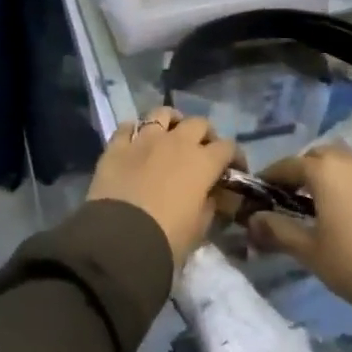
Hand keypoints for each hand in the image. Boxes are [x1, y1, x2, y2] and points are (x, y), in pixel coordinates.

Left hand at [88, 108, 241, 268]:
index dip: (235, 157)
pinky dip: (133, 131)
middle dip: (205, 135)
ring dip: (170, 122)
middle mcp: (176, 142)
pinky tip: (134, 142)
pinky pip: (126, 127)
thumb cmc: (168, 237)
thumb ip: (210, 205)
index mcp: (202, 162)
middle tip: (202, 151)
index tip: (234, 170)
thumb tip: (213, 195)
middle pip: (198, 123)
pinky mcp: (117, 146)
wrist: (121, 238)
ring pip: (162, 114)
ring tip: (169, 135)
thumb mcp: (200, 227)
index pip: (228, 147)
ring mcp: (144, 140)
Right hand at [246, 144, 351, 316]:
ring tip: (331, 205)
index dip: (272, 176)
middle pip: (322, 156)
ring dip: (337, 177)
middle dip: (306, 171)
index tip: (262, 191)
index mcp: (326, 172)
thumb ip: (277, 230)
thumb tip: (252, 220)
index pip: (289, 164)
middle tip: (295, 197)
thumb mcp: (308, 251)